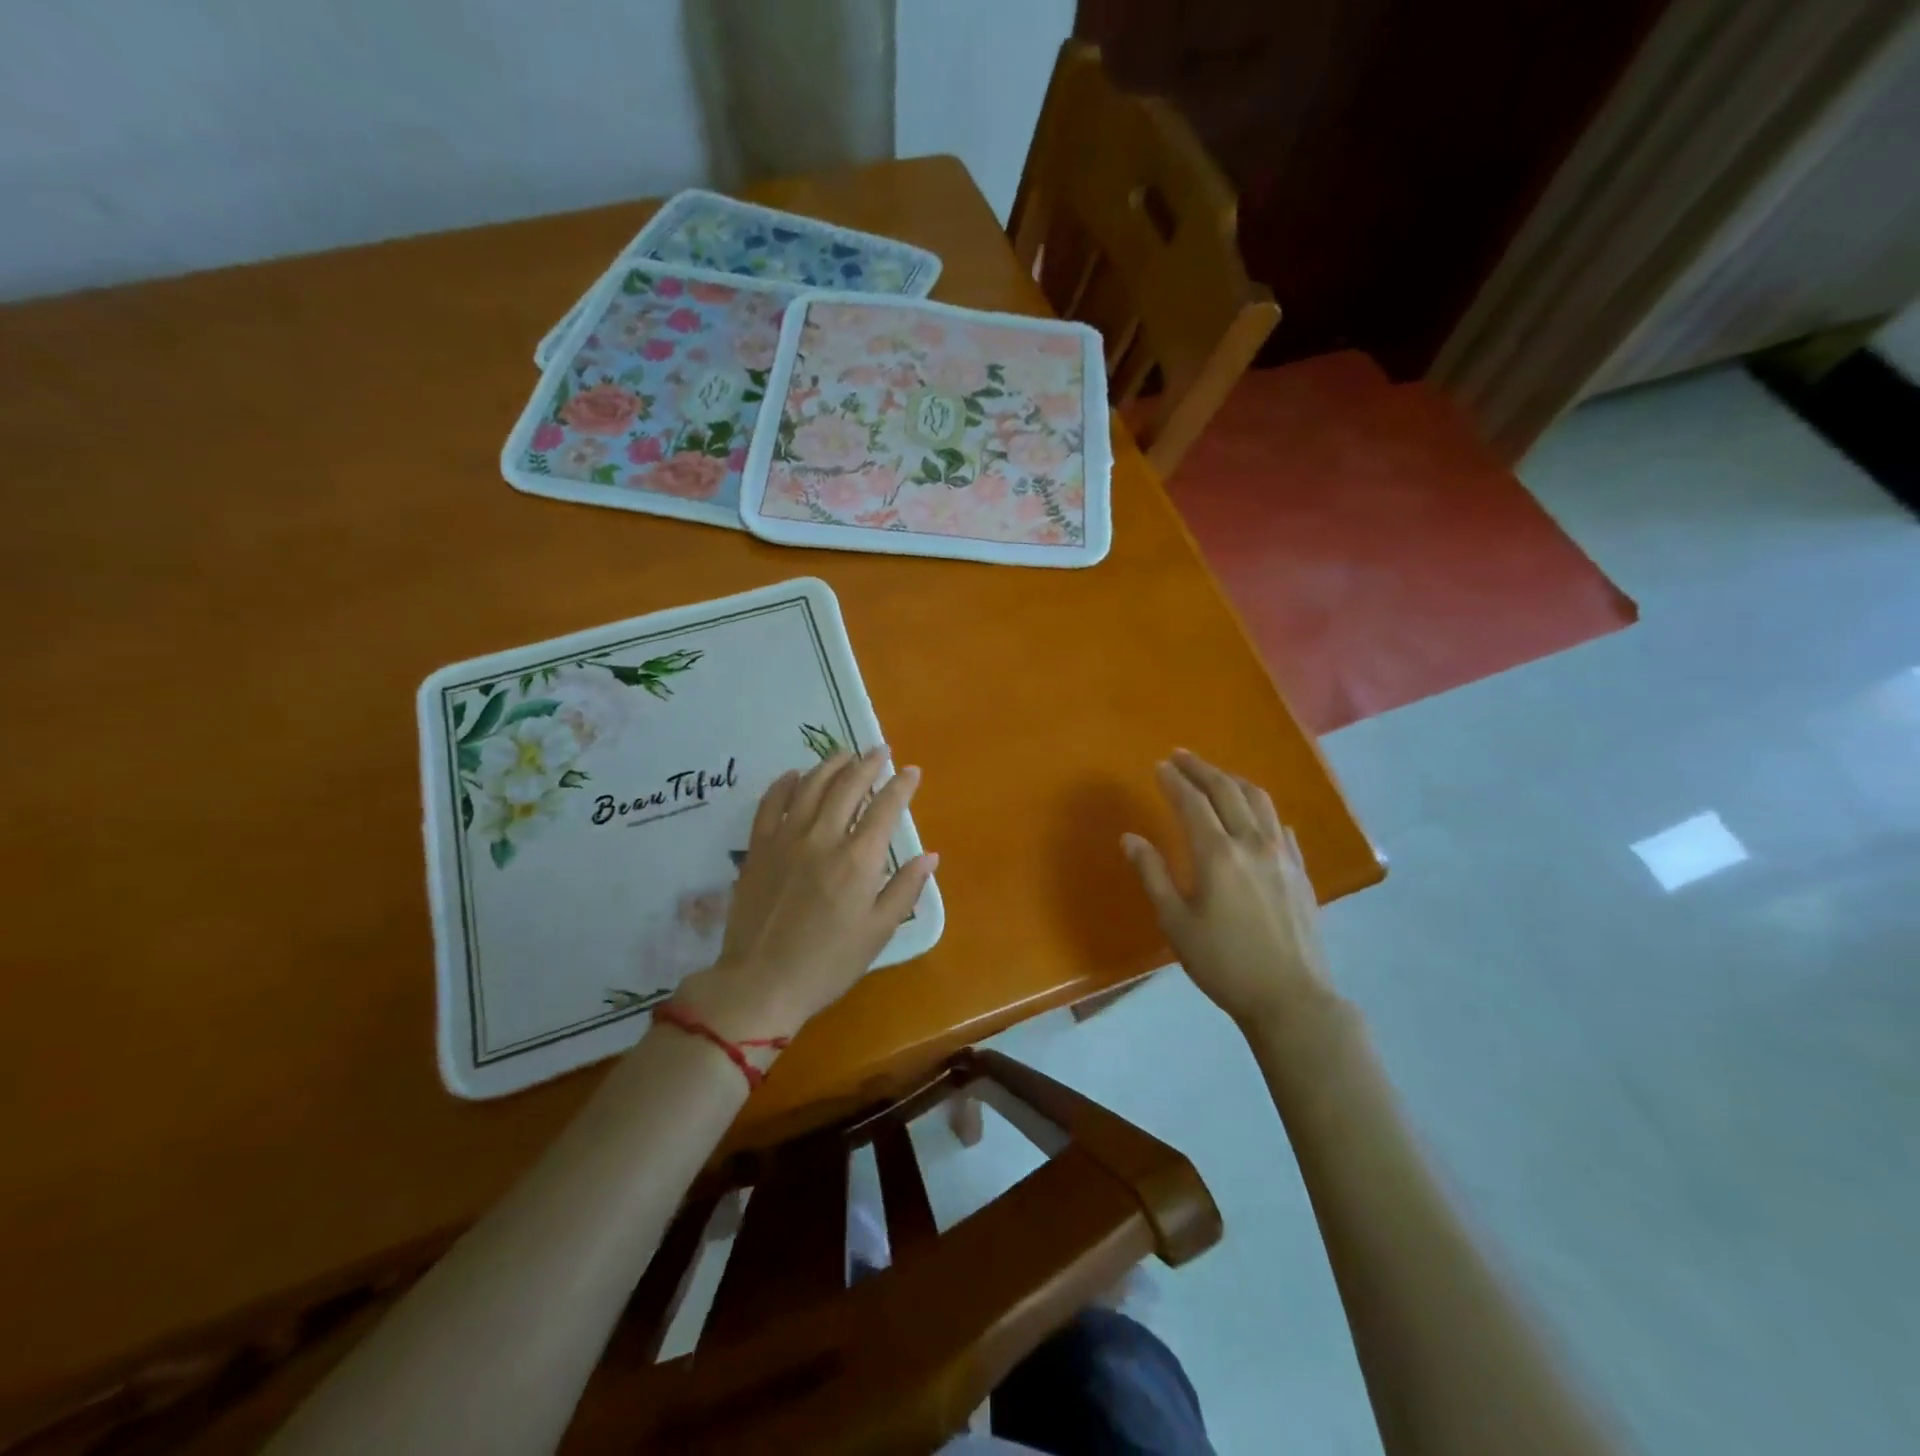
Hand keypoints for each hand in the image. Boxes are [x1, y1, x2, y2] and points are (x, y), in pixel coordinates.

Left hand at [674, 747, 936, 1045]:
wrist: (761, 982)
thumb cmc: (828, 963)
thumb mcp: (878, 932)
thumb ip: (905, 889)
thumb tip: (930, 856)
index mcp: (858, 859)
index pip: (885, 807)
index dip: (901, 785)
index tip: (912, 771)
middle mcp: (823, 837)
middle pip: (848, 786)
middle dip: (868, 764)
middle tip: (880, 751)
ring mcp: (786, 838)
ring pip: (811, 785)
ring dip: (831, 764)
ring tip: (845, 754)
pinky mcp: (758, 846)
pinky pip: (771, 802)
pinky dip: (785, 783)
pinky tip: (795, 775)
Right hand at [1122, 749, 1336, 1035]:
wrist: (1291, 997)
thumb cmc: (1223, 963)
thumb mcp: (1175, 923)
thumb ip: (1153, 874)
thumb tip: (1130, 838)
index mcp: (1217, 854)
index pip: (1191, 802)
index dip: (1174, 780)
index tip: (1159, 765)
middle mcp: (1252, 843)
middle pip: (1226, 790)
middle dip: (1201, 769)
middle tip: (1181, 756)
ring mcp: (1282, 854)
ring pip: (1258, 800)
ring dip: (1232, 780)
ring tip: (1214, 775)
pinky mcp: (1300, 870)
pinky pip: (1279, 824)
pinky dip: (1260, 809)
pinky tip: (1254, 816)